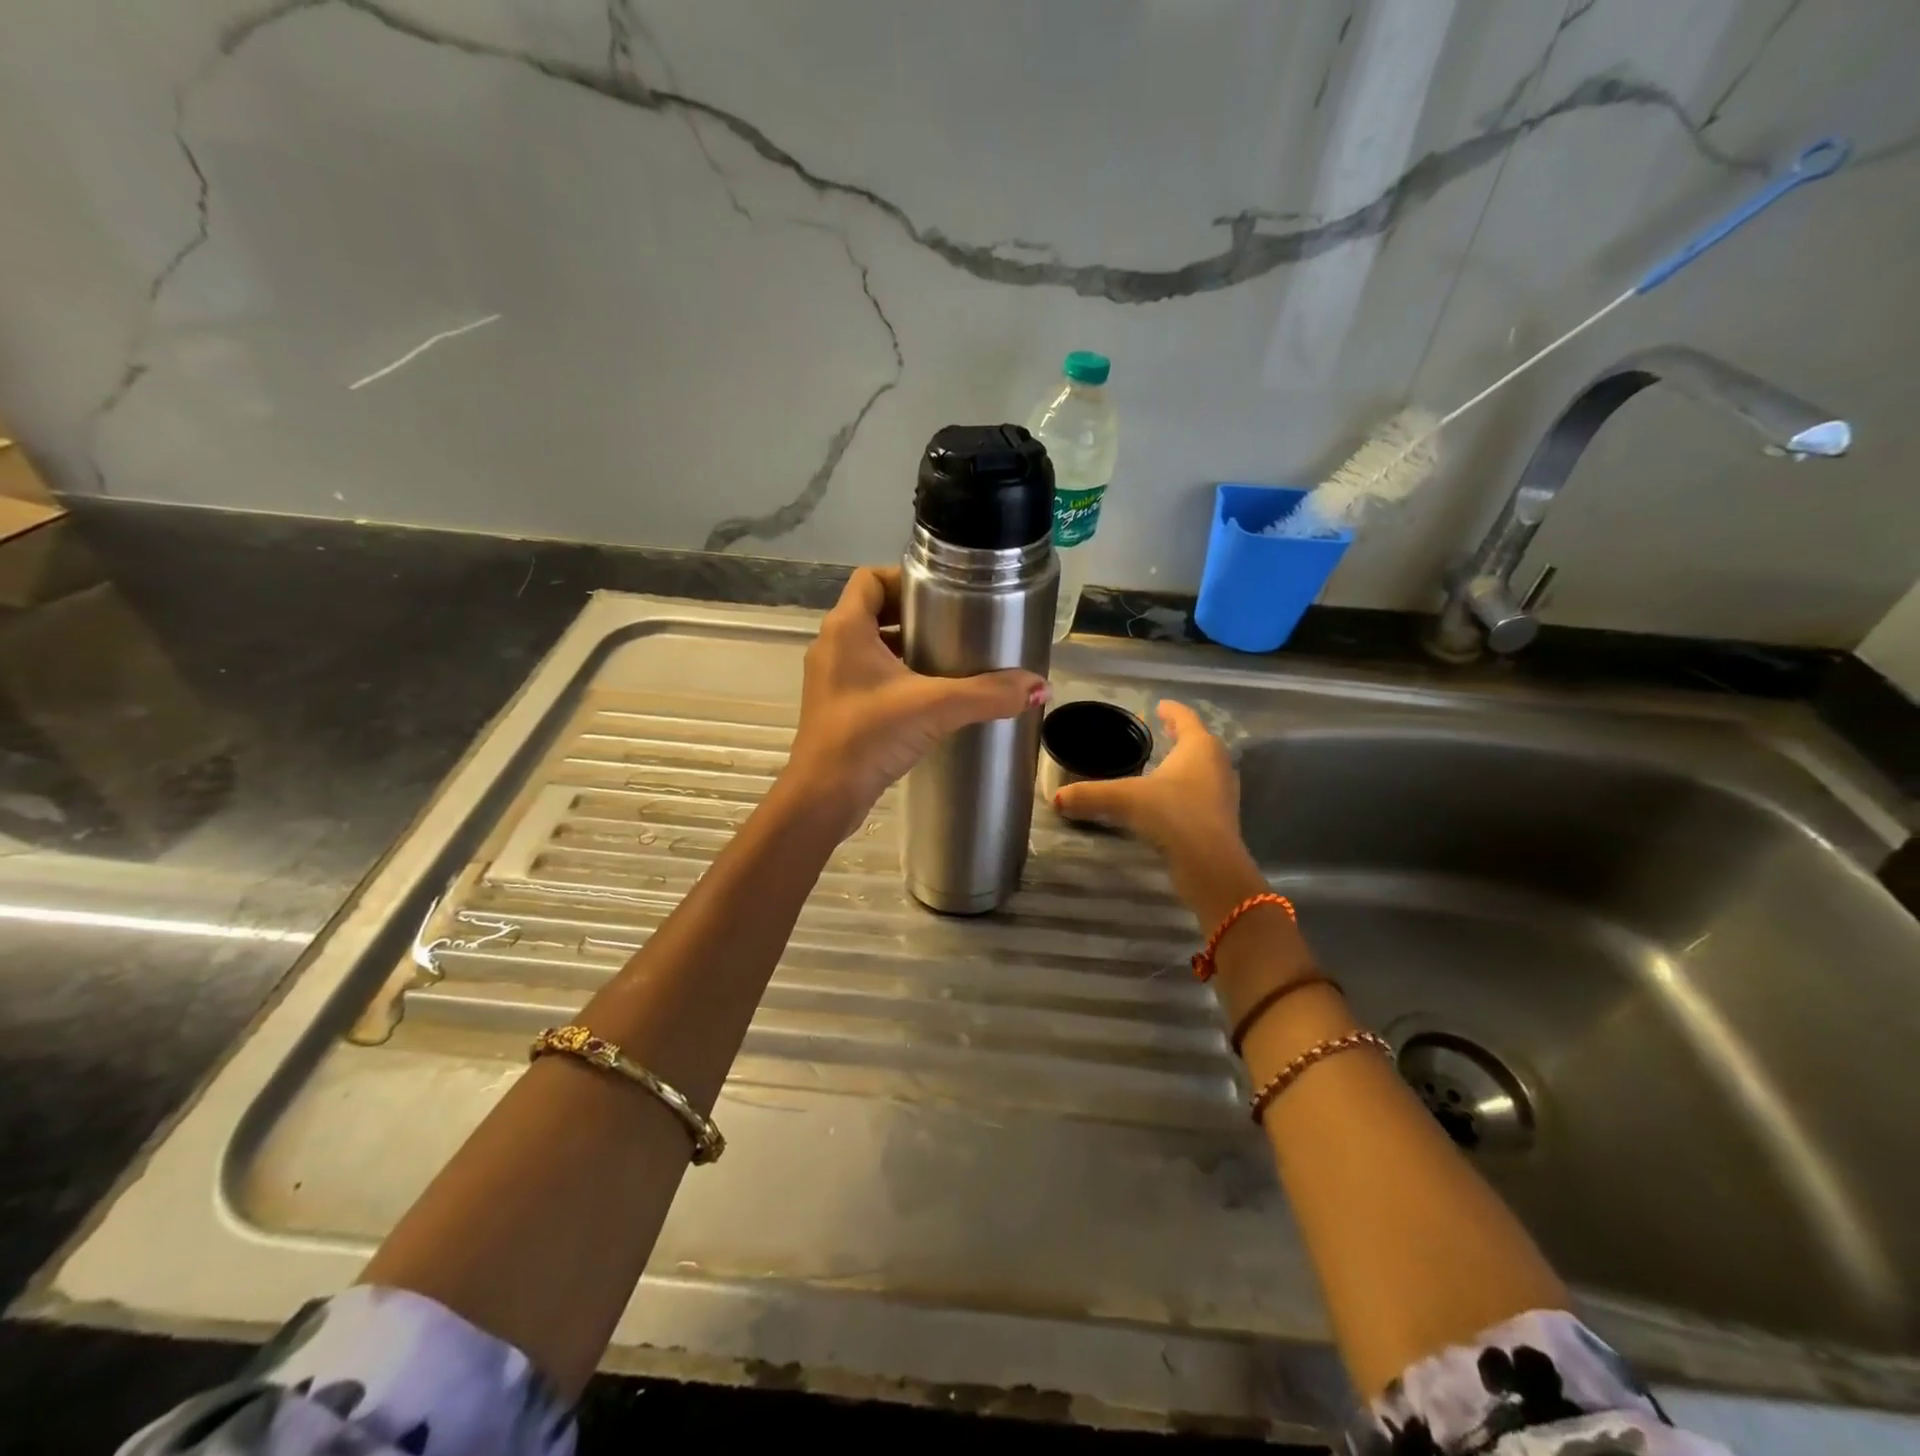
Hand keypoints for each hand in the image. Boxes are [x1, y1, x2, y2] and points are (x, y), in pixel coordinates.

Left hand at [779, 566, 1049, 838]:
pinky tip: (929, 696)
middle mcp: (832, 646)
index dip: (904, 578)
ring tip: (949, 658)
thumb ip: (988, 694)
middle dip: (914, 614)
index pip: (870, 578)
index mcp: (845, 628)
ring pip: (871, 645)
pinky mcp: (836, 707)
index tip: (942, 593)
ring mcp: (831, 678)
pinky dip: (896, 675)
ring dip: (906, 647)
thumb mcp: (935, 707)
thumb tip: (1040, 687)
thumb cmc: (868, 736)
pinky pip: (868, 675)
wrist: (824, 796)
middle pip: (874, 610)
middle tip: (955, 624)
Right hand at [1053, 700, 1240, 860]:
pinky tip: (1169, 799)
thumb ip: (1090, 795)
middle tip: (1162, 732)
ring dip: (1186, 764)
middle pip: (1199, 742)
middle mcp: (1217, 764)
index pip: (1185, 719)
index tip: (1159, 706)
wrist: (1209, 864)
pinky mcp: (1222, 819)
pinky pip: (1203, 793)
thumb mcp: (1124, 799)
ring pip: (1204, 768)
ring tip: (1164, 764)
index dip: (1171, 711)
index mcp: (1199, 747)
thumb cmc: (1172, 814)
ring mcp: (1223, 792)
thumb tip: (1056, 798)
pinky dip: (1187, 788)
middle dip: (1180, 736)